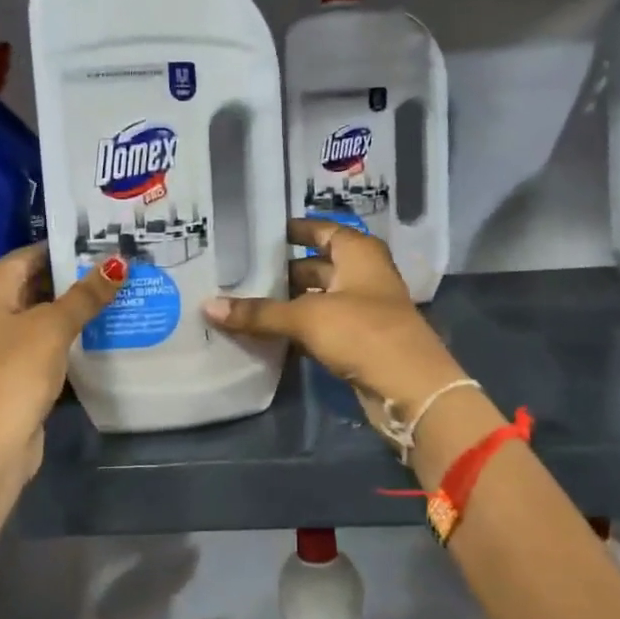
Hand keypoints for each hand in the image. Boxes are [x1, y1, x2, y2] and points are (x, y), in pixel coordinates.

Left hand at [0, 243, 124, 486]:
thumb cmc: (15, 371)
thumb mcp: (54, 327)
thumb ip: (86, 294)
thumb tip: (119, 263)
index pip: (30, 254)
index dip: (68, 248)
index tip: (106, 242)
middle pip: (35, 283)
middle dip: (75, 279)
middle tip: (120, 267)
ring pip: (41, 314)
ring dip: (74, 309)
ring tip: (119, 293)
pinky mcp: (10, 369)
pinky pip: (42, 341)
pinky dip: (67, 336)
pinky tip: (101, 331)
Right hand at [203, 219, 465, 419]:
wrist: (411, 389)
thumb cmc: (363, 333)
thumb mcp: (306, 317)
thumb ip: (259, 313)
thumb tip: (208, 306)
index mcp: (358, 254)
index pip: (322, 230)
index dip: (295, 229)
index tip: (260, 233)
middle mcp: (362, 275)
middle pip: (316, 266)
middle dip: (282, 271)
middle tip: (240, 272)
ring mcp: (362, 309)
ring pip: (316, 299)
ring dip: (287, 303)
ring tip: (243, 301)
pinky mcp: (358, 341)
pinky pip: (320, 326)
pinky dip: (297, 328)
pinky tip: (266, 334)